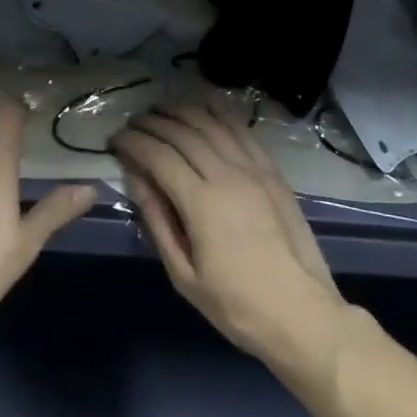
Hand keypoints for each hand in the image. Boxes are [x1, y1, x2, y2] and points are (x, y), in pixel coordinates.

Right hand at [113, 105, 348, 378]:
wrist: (301, 313)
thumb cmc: (236, 305)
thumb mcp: (184, 275)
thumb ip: (157, 221)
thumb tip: (136, 179)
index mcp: (201, 203)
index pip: (159, 156)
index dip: (134, 142)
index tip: (115, 140)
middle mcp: (226, 174)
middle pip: (183, 133)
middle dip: (153, 123)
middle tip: (134, 123)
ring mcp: (253, 169)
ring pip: (211, 124)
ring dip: (183, 112)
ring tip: (162, 111)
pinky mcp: (272, 171)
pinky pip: (242, 130)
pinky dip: (220, 111)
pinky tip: (206, 103)